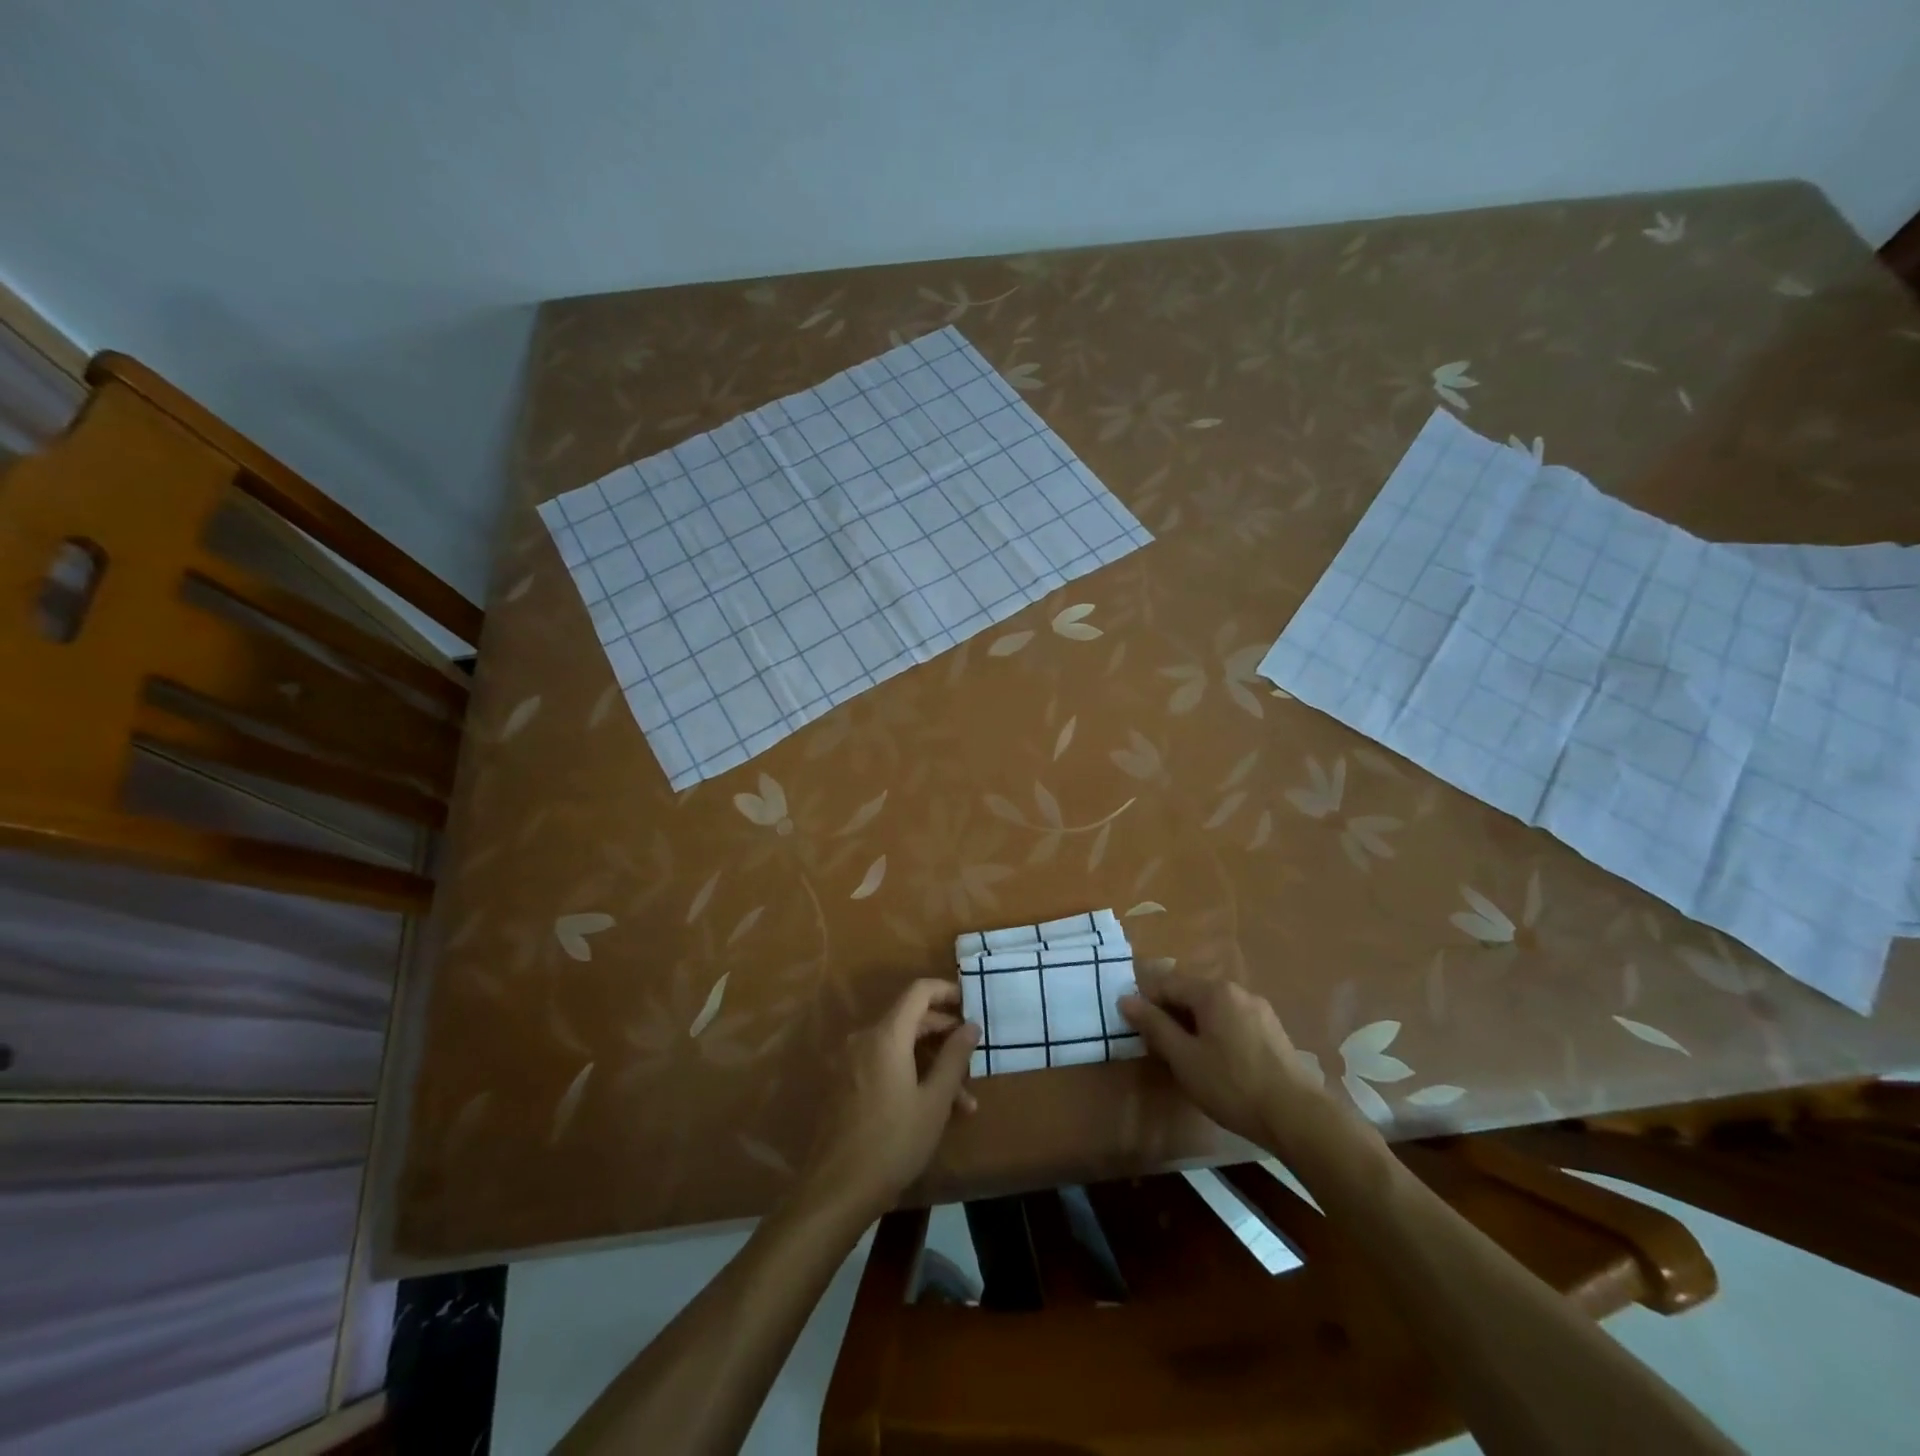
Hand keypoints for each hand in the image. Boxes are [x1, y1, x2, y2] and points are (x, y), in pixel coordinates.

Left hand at [800, 978, 979, 1220]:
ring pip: (898, 1047)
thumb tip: (970, 1025)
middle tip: (972, 1057)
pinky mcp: (844, 1084)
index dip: (946, 991)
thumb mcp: (934, 1101)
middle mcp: (864, 1039)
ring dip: (930, 1064)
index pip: (918, 992)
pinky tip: (930, 1108)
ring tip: (962, 1102)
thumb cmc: (893, 1142)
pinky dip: (908, 1074)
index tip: (970, 1004)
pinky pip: (882, 1064)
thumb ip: (954, 1057)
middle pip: (909, 1019)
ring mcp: (850, 1062)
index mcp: (886, 1036)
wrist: (836, 1190)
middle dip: (943, 1036)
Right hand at [1119, 966, 1334, 1150]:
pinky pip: (1233, 1021)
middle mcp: (1237, 991)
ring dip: (1194, 1025)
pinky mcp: (1273, 1031)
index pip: (1167, 984)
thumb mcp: (1184, 1058)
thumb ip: (1154, 1026)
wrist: (1297, 1117)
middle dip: (1171, 1015)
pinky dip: (1216, 1033)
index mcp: (1213, 991)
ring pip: (1213, 1009)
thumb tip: (1126, 999)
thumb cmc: (1232, 1085)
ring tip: (1186, 1057)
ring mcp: (1259, 1010)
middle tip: (1159, 1046)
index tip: (1134, 1027)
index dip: (1146, 1003)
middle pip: (1191, 994)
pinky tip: (1216, 1062)